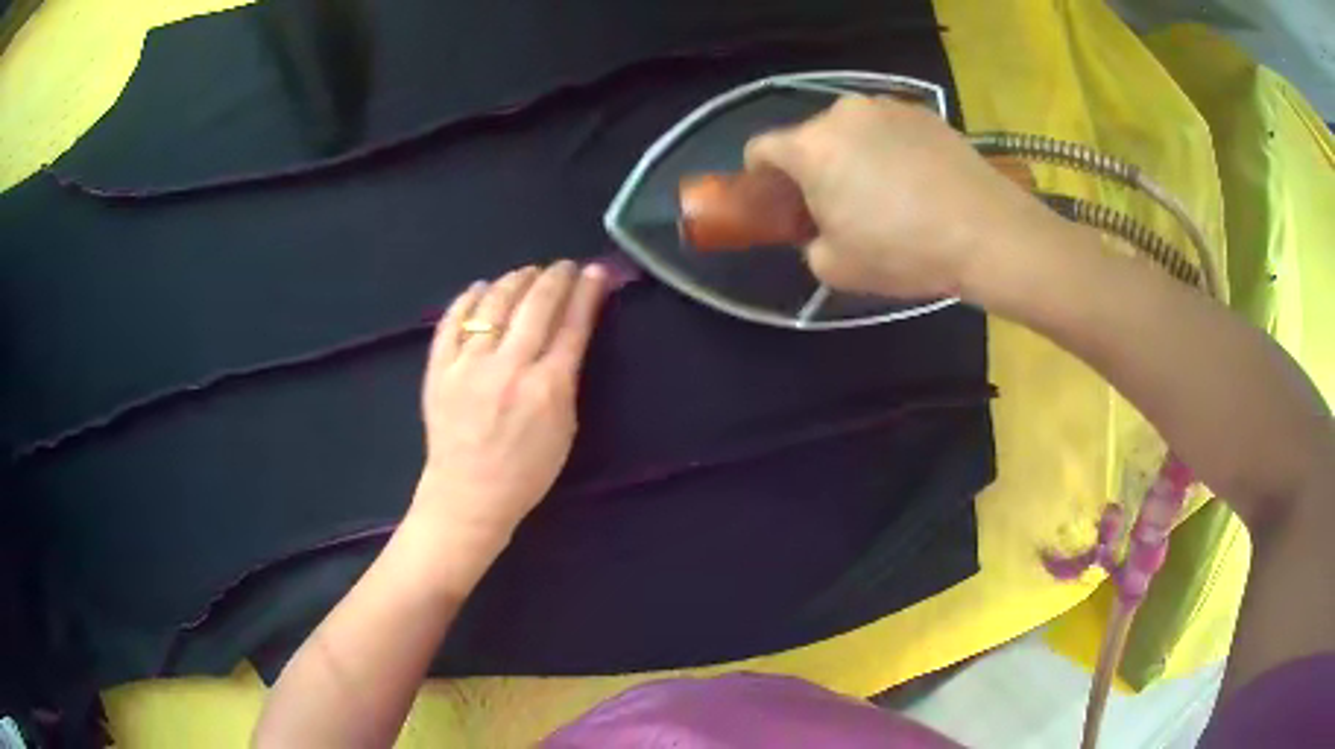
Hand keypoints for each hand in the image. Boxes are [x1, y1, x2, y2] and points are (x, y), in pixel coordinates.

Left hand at [411, 261, 609, 543]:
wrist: (468, 496)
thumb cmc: (525, 472)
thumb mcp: (564, 429)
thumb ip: (566, 378)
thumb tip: (569, 333)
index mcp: (547, 387)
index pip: (572, 324)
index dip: (586, 293)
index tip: (595, 272)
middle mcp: (508, 367)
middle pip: (536, 304)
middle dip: (555, 277)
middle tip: (564, 266)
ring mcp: (468, 365)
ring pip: (494, 303)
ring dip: (515, 280)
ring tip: (527, 273)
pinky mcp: (439, 369)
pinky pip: (452, 321)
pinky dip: (468, 298)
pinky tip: (481, 287)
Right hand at [744, 95, 1062, 298]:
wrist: (987, 232)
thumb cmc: (904, 251)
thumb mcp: (836, 267)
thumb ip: (809, 243)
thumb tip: (820, 228)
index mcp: (811, 147)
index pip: (760, 148)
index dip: (761, 177)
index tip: (780, 201)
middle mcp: (842, 113)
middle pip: (809, 138)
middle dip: (814, 167)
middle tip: (841, 204)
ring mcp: (886, 106)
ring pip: (851, 130)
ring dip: (853, 154)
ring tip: (887, 192)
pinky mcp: (923, 110)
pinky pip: (888, 128)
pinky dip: (889, 148)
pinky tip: (917, 181)